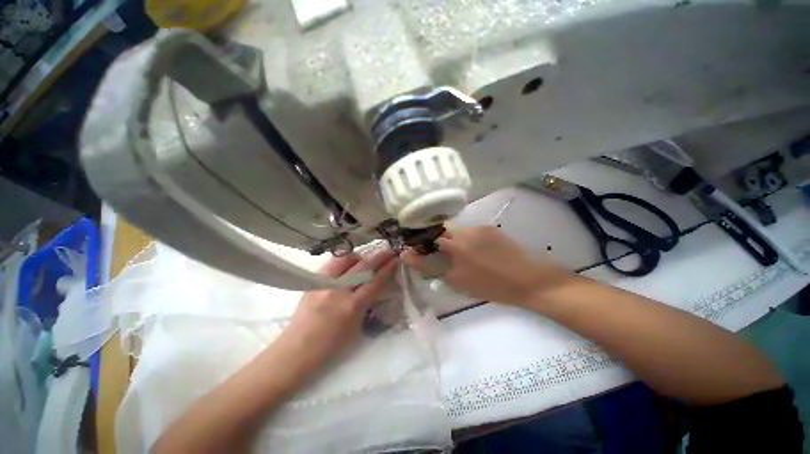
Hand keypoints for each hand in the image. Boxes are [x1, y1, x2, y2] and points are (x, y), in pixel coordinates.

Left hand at [277, 251, 397, 376]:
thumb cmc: (330, 347)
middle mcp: (338, 291)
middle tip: (389, 250)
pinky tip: (347, 263)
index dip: (388, 269)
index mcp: (352, 307)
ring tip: (366, 258)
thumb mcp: (356, 327)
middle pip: (362, 267)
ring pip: (344, 260)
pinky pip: (331, 265)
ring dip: (359, 256)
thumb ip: (367, 304)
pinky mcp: (312, 283)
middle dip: (378, 256)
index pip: (375, 281)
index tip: (396, 259)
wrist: (296, 351)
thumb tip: (376, 286)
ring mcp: (323, 284)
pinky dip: (343, 261)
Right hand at [401, 226, 573, 306]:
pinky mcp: (491, 229)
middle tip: (440, 255)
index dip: (419, 240)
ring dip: (453, 240)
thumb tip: (411, 257)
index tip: (414, 247)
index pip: (428, 235)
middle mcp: (466, 231)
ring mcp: (480, 228)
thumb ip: (432, 268)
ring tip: (461, 256)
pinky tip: (476, 253)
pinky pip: (471, 232)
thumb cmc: (491, 285)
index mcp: (456, 244)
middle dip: (437, 241)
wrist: (530, 280)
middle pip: (443, 230)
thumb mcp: (458, 281)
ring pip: (457, 231)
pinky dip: (467, 240)